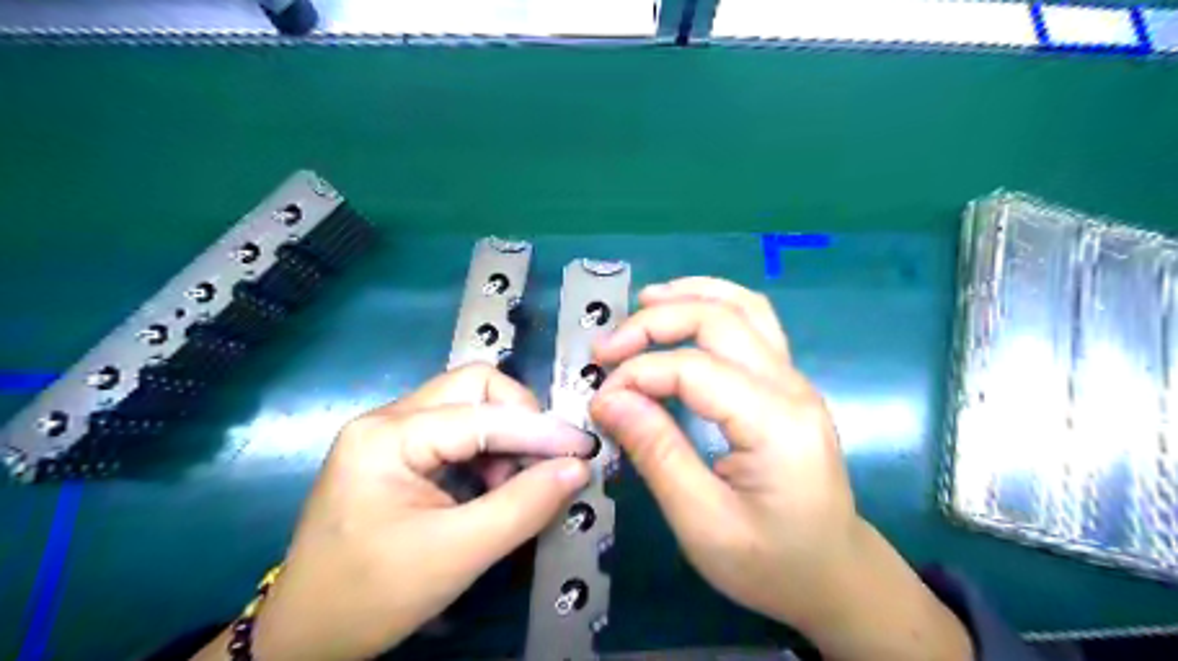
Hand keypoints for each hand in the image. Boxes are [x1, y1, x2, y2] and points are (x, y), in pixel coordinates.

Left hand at [206, 367, 593, 660]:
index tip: (584, 449)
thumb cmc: (371, 596)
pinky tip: (495, 485)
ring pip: (469, 405)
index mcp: (388, 436)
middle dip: (520, 418)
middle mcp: (388, 419)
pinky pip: (457, 431)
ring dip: (506, 436)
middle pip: (473, 387)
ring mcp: (390, 433)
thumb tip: (578, 468)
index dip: (540, 429)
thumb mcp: (456, 555)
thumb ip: (524, 506)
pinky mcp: (398, 452)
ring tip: (519, 482)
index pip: (482, 413)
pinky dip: (488, 451)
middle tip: (546, 460)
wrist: (303, 638)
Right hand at [594, 277, 971, 659]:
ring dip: (690, 295)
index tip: (599, 402)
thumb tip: (610, 400)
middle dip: (654, 322)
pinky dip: (714, 305)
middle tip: (606, 347)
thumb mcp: (702, 523)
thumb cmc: (771, 563)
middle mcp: (791, 386)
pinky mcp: (788, 384)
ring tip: (643, 301)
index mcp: (775, 423)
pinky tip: (685, 311)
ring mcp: (794, 380)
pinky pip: (753, 323)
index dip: (637, 375)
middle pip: (719, 320)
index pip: (693, 369)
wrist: (834, 576)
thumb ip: (657, 453)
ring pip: (744, 307)